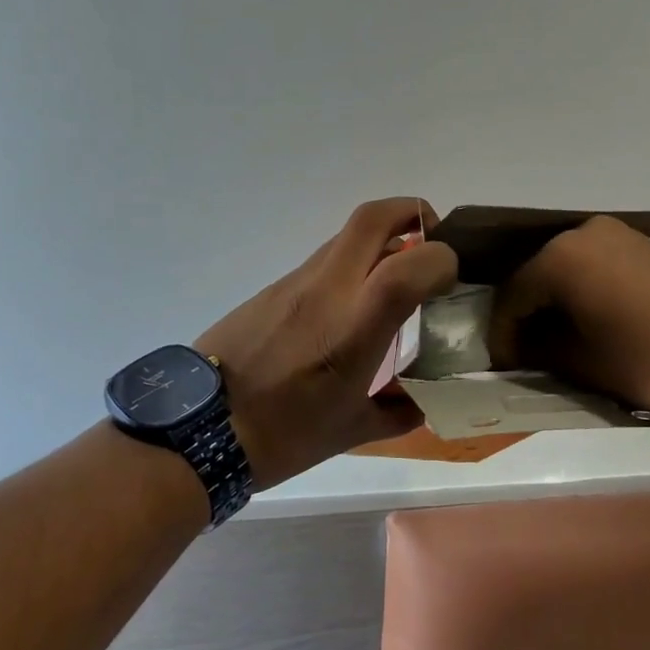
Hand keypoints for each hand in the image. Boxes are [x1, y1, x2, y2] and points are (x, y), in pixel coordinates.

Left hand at [197, 198, 457, 487]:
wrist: (197, 430)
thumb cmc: (281, 435)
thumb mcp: (351, 431)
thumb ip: (399, 411)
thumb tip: (423, 400)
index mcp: (353, 327)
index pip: (408, 265)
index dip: (441, 260)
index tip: (452, 279)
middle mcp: (327, 290)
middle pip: (373, 217)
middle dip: (413, 214)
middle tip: (431, 243)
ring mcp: (297, 282)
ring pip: (348, 235)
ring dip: (382, 242)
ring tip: (398, 280)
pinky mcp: (276, 286)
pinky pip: (325, 260)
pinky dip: (353, 266)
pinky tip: (353, 308)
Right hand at [487, 214, 649, 414]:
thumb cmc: (646, 358)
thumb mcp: (583, 362)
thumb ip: (539, 350)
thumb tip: (522, 347)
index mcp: (561, 257)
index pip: (513, 295)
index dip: (502, 333)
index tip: (502, 364)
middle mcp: (582, 233)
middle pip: (536, 274)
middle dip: (526, 313)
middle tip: (523, 351)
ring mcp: (614, 234)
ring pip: (564, 266)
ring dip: (553, 300)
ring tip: (553, 338)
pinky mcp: (638, 244)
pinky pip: (592, 263)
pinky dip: (580, 289)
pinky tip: (583, 318)